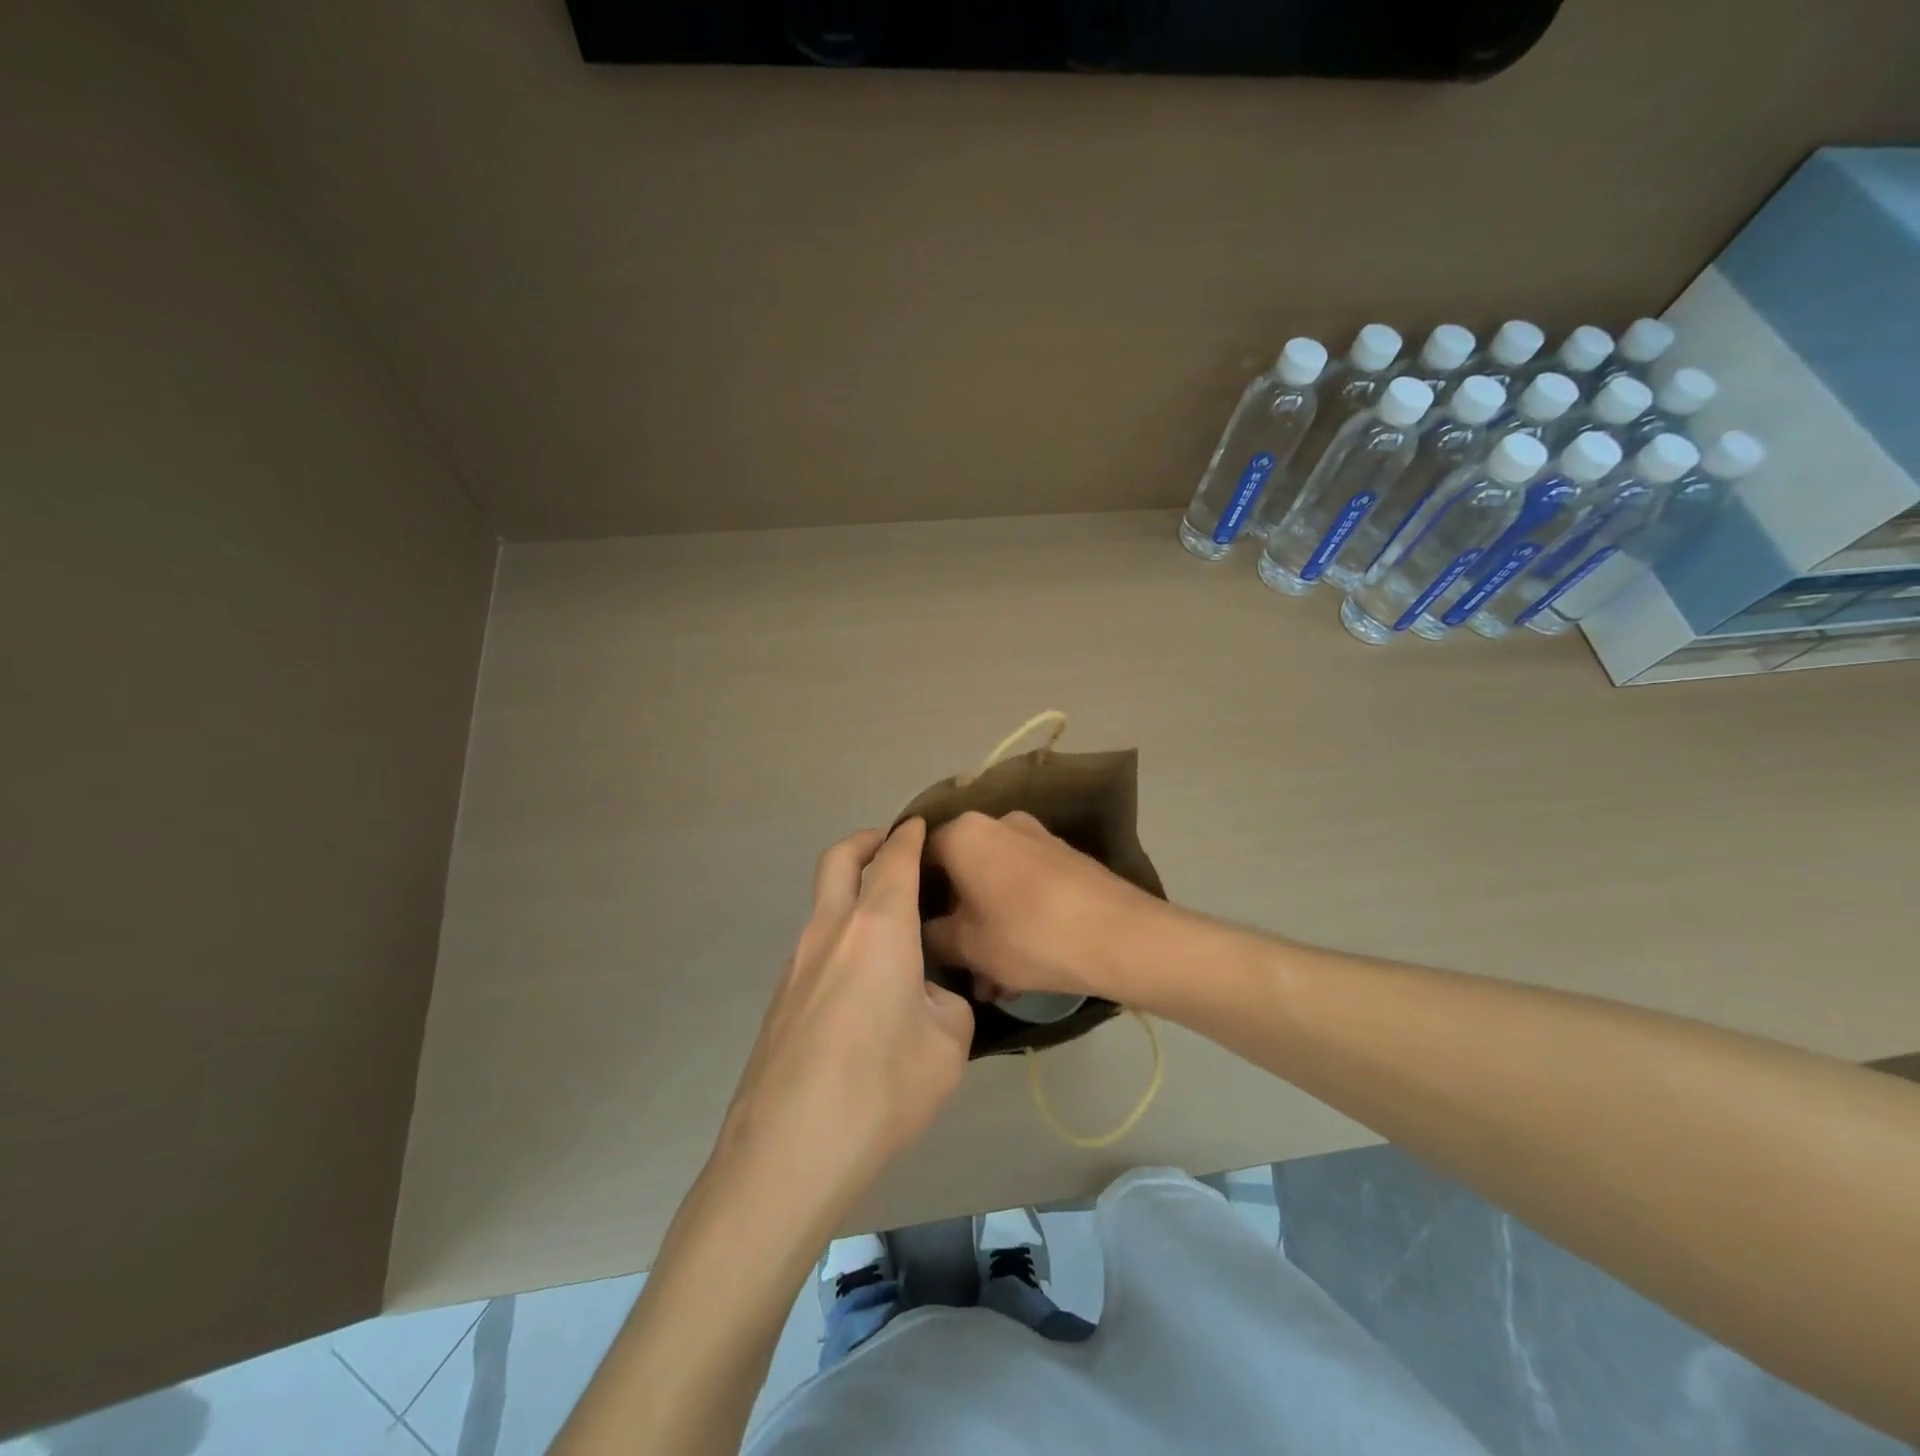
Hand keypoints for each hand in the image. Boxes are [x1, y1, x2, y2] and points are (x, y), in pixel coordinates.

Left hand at [715, 819, 973, 1210]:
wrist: (787, 1153)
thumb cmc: (881, 1088)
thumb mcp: (948, 1045)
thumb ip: (948, 1004)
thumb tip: (927, 996)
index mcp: (878, 927)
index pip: (894, 858)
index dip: (910, 835)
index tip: (921, 825)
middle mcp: (830, 931)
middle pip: (840, 859)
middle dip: (866, 841)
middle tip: (891, 847)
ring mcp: (796, 964)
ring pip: (823, 905)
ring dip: (852, 896)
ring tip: (890, 934)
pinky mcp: (779, 1000)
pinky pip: (815, 949)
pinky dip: (840, 941)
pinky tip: (862, 991)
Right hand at [925, 810, 1167, 1004]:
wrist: (1121, 936)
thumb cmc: (1029, 935)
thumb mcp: (967, 946)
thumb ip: (932, 937)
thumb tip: (921, 933)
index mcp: (965, 833)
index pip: (918, 855)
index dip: (911, 895)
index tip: (911, 931)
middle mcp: (999, 823)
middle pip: (960, 872)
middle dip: (955, 922)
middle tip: (955, 966)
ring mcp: (1036, 838)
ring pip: (994, 885)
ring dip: (986, 929)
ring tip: (992, 984)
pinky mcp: (1065, 859)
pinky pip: (1024, 888)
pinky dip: (1015, 921)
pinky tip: (1021, 971)